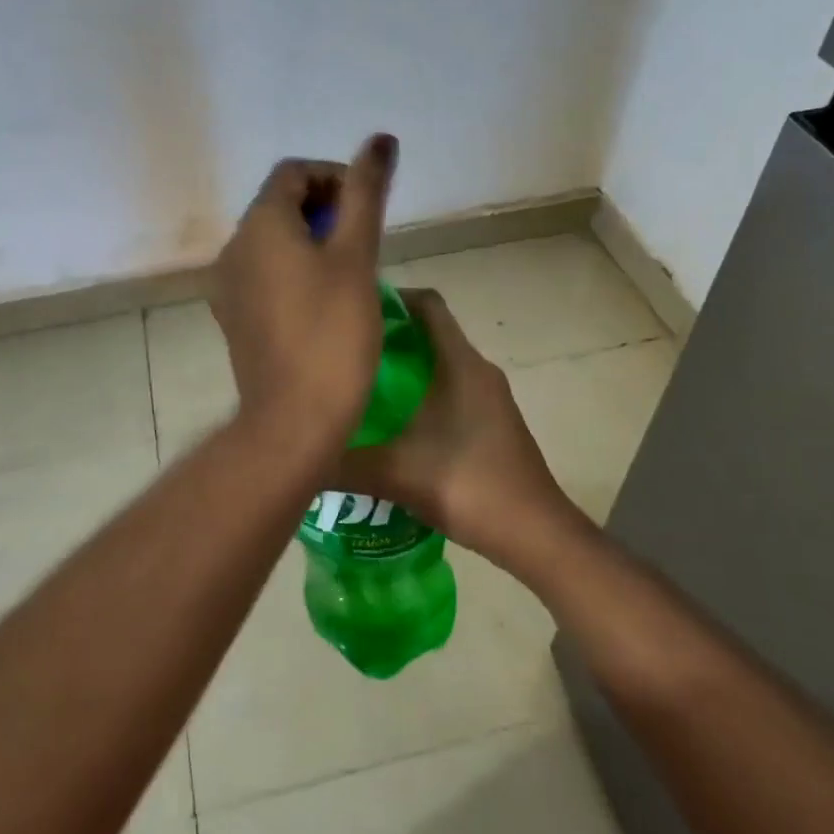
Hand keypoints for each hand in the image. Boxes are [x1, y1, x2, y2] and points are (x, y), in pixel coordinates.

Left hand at [209, 135, 398, 454]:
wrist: (293, 420)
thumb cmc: (332, 333)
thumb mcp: (357, 256)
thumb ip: (366, 193)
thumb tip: (380, 139)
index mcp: (259, 225)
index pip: (293, 172)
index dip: (335, 178)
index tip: (368, 210)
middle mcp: (233, 248)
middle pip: (280, 204)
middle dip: (325, 210)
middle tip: (364, 242)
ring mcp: (228, 286)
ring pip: (272, 241)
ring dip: (312, 240)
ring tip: (350, 271)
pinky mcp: (234, 317)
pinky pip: (265, 274)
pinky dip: (294, 270)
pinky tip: (324, 301)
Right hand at [336, 289, 578, 569]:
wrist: (536, 535)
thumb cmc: (470, 486)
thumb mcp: (397, 474)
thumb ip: (342, 464)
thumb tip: (296, 458)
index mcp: (461, 364)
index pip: (428, 305)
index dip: (392, 298)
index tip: (353, 311)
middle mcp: (478, 371)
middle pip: (430, 333)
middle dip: (387, 337)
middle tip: (343, 353)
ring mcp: (489, 398)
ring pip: (439, 365)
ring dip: (403, 368)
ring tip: (358, 386)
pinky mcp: (492, 422)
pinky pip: (449, 390)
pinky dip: (420, 394)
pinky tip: (390, 425)